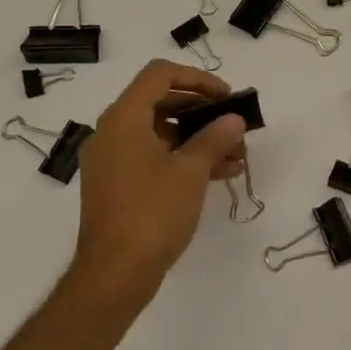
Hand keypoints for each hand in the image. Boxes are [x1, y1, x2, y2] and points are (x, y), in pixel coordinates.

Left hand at [67, 60, 246, 311]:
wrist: (114, 274)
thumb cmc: (152, 213)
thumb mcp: (190, 172)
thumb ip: (214, 138)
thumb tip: (233, 119)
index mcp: (123, 119)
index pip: (160, 75)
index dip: (198, 79)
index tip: (227, 97)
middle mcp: (113, 132)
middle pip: (162, 102)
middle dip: (203, 112)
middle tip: (235, 126)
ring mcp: (114, 160)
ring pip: (162, 133)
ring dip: (200, 138)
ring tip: (237, 155)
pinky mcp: (120, 185)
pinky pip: (155, 157)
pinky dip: (185, 159)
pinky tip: (221, 173)